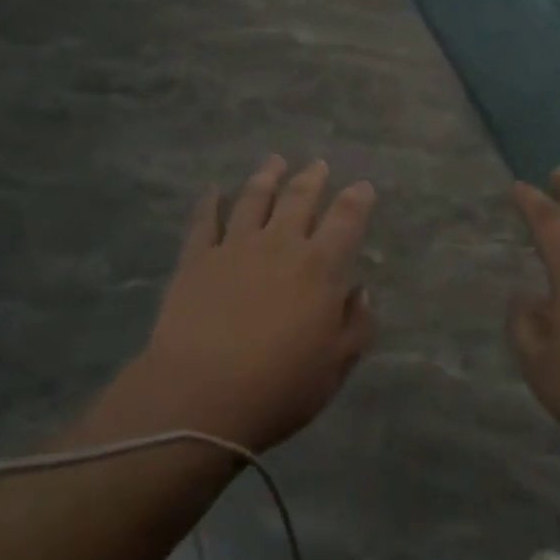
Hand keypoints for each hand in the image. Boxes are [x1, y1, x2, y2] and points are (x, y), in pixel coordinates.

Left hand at [119, 157, 376, 451]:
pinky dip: (210, 202)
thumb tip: (361, 291)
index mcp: (320, 268)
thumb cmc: (279, 388)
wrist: (199, 397)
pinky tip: (212, 190)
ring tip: (275, 162)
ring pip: (254, 198)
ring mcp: (235, 247)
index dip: (357, 199)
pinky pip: (205, 220)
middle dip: (313, 178)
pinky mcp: (196, 259)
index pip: (346, 220)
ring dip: (267, 177)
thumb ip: (357, 325)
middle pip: (299, 199)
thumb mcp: (336, 367)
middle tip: (319, 165)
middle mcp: (280, 244)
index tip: (363, 186)